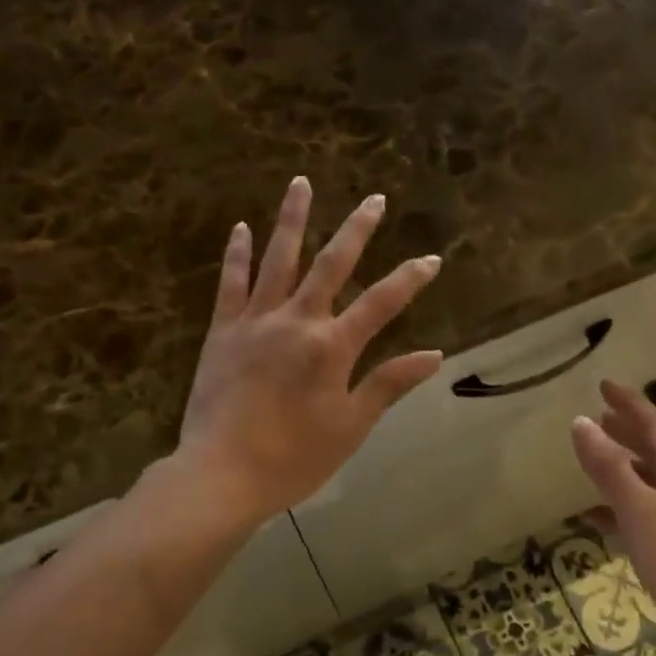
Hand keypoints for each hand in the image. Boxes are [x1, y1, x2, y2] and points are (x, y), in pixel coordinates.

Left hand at [176, 177, 443, 523]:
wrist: (221, 473)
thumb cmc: (293, 458)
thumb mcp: (351, 427)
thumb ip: (388, 384)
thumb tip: (433, 355)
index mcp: (332, 347)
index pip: (382, 303)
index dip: (410, 279)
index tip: (432, 258)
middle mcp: (296, 321)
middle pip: (332, 265)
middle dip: (357, 230)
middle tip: (374, 199)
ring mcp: (255, 322)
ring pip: (278, 260)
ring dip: (292, 219)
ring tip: (300, 182)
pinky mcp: (221, 332)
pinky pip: (231, 284)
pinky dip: (238, 254)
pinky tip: (242, 228)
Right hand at [570, 380, 655, 631]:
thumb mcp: (641, 512)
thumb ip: (610, 468)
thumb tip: (580, 422)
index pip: (655, 425)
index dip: (629, 403)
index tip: (603, 384)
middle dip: (628, 431)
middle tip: (598, 416)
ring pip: (651, 481)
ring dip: (624, 466)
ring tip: (595, 457)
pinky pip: (647, 513)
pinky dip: (622, 505)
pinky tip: (599, 517)